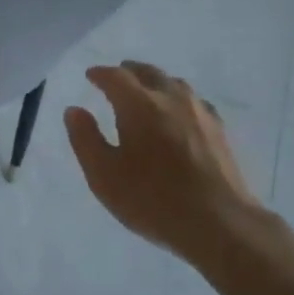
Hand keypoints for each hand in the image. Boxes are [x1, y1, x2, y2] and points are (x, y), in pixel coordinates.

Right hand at [65, 62, 257, 259]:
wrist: (218, 222)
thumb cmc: (152, 200)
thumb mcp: (103, 175)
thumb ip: (85, 139)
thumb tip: (75, 110)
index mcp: (140, 105)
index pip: (116, 77)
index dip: (101, 74)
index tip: (90, 75)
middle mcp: (171, 99)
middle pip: (149, 73)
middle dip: (129, 72)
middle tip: (117, 76)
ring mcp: (199, 113)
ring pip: (174, 83)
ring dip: (155, 81)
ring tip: (145, 90)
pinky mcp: (218, 130)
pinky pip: (194, 101)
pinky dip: (178, 98)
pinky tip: (178, 113)